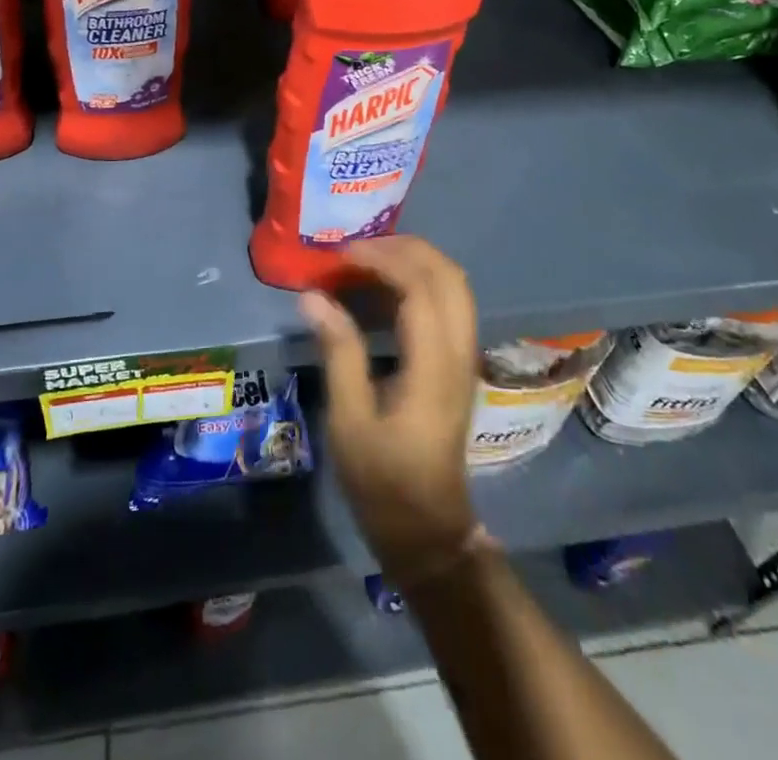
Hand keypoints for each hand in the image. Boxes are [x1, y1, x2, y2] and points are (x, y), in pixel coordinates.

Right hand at [301, 235, 478, 587]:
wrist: (428, 529)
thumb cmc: (383, 480)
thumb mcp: (349, 420)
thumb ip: (338, 352)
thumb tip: (313, 296)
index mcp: (433, 367)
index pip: (421, 289)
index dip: (383, 260)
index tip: (342, 255)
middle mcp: (458, 353)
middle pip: (449, 276)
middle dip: (406, 249)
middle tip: (358, 248)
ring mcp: (464, 358)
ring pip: (455, 286)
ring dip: (416, 261)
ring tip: (369, 259)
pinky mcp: (458, 364)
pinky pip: (450, 303)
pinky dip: (422, 280)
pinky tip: (386, 287)